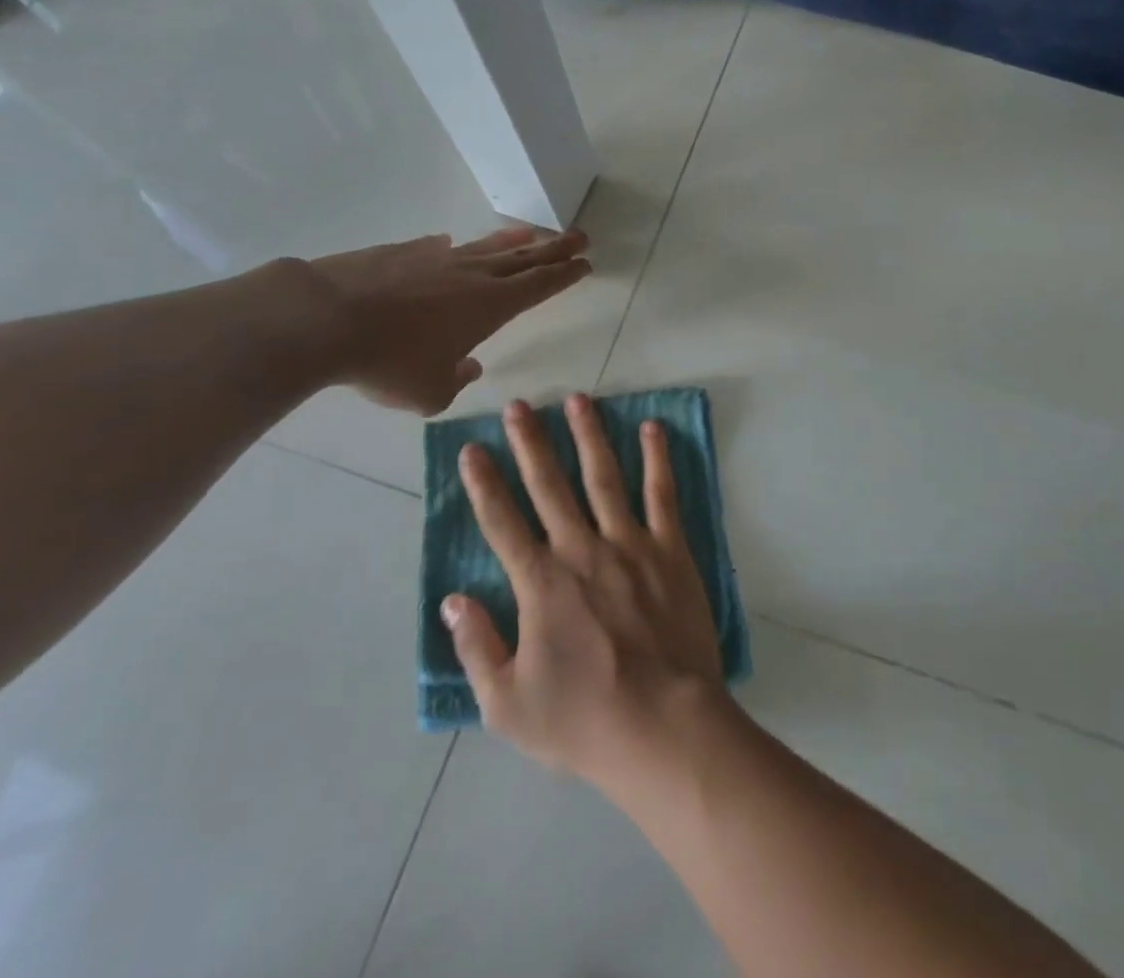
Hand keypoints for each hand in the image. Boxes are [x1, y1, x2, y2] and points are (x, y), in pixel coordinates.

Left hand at [301, 227, 589, 414]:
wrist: (326, 318)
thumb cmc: (388, 362)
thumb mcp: (429, 392)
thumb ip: (456, 380)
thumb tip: (469, 366)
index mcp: (490, 306)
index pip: (540, 285)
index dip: (565, 274)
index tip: (585, 262)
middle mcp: (472, 275)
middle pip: (524, 257)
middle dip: (555, 248)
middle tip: (580, 237)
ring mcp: (437, 258)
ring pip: (486, 246)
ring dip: (513, 240)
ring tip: (531, 232)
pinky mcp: (403, 252)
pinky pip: (440, 248)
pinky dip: (455, 248)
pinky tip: (451, 245)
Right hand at [443, 395, 729, 789]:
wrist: (664, 726)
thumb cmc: (583, 720)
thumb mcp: (507, 704)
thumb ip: (477, 647)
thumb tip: (453, 600)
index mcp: (541, 583)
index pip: (502, 522)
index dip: (483, 484)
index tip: (472, 449)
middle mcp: (581, 549)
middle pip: (549, 485)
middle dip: (530, 443)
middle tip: (518, 406)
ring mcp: (629, 544)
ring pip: (603, 476)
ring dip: (588, 435)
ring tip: (578, 399)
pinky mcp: (670, 549)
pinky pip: (661, 494)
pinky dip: (656, 458)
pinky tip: (652, 427)